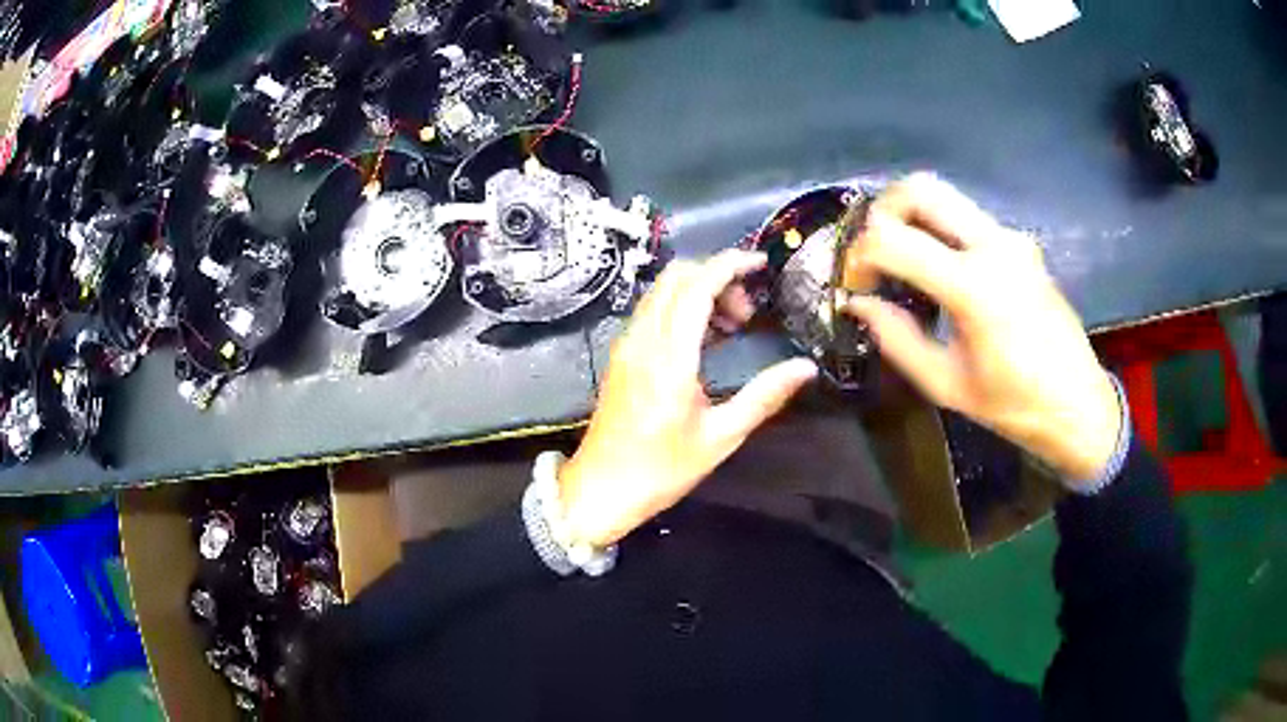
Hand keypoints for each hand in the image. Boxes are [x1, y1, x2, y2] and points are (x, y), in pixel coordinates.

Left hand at [560, 250, 818, 545]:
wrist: (600, 490)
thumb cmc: (661, 470)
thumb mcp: (721, 437)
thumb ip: (765, 396)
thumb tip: (806, 368)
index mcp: (669, 357)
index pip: (696, 286)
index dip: (729, 265)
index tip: (760, 264)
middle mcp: (643, 339)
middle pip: (676, 277)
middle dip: (716, 276)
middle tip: (748, 309)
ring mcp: (627, 345)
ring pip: (662, 292)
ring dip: (698, 290)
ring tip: (733, 325)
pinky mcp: (622, 356)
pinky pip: (653, 312)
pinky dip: (681, 307)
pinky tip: (705, 338)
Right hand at [842, 174, 1120, 484]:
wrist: (1077, 403)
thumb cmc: (1013, 405)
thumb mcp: (946, 384)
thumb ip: (897, 337)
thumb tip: (858, 303)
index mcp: (973, 286)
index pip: (893, 239)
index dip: (860, 256)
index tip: (855, 284)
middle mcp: (993, 245)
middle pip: (920, 189)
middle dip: (882, 213)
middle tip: (872, 253)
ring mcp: (1011, 238)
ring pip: (945, 196)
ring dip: (911, 217)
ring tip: (900, 258)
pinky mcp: (1020, 243)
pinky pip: (967, 218)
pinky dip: (939, 230)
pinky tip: (937, 269)